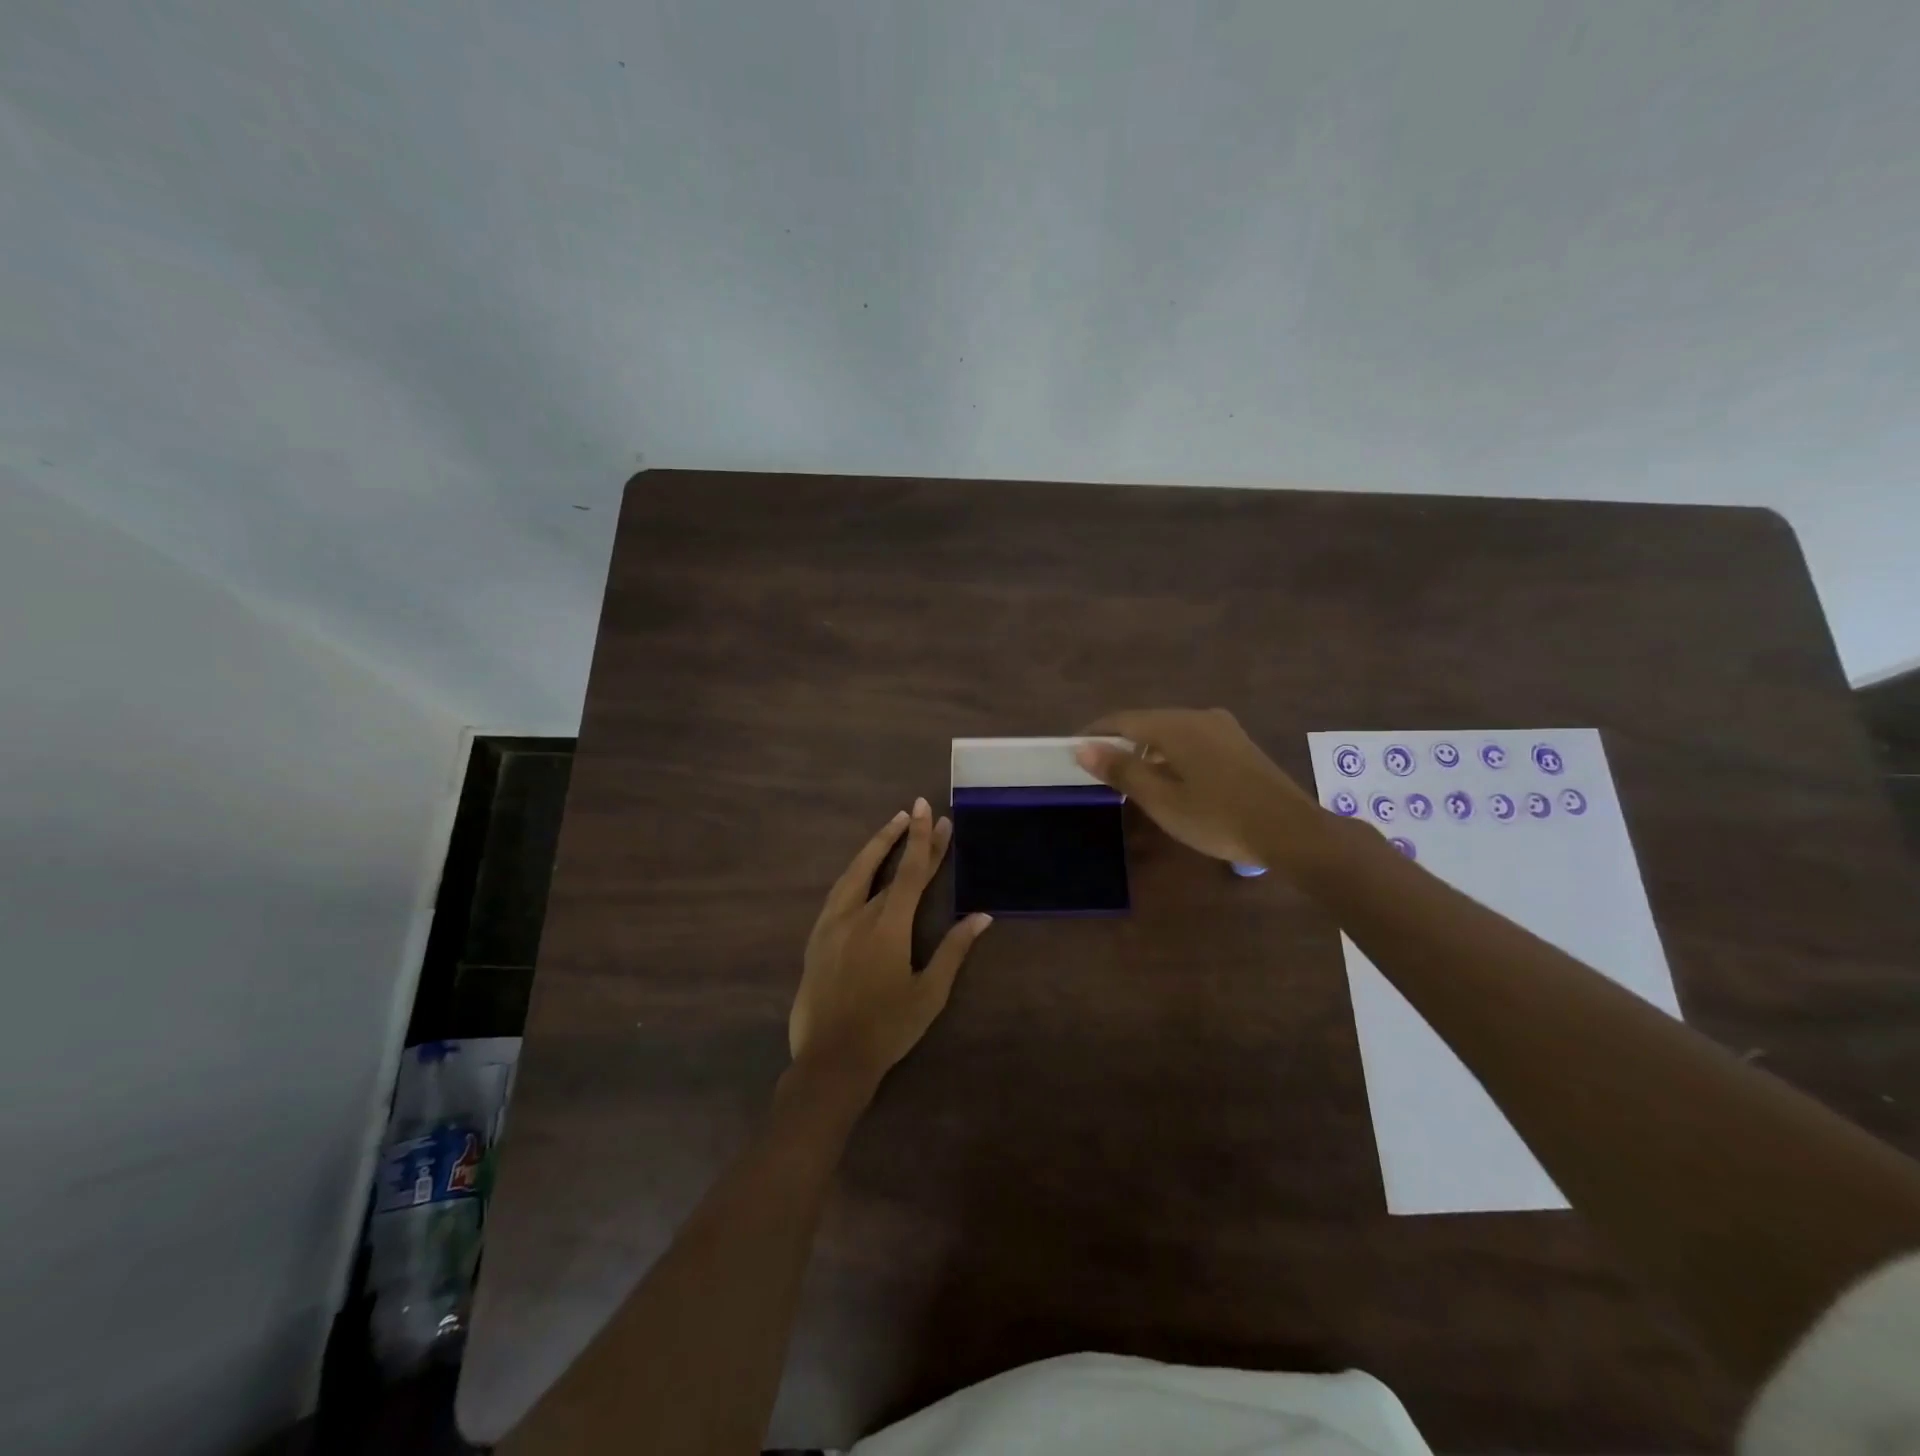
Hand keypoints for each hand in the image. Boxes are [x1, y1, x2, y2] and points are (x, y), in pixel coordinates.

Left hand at [790, 799, 992, 1086]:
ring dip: (875, 846)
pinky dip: (855, 871)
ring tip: (891, 826)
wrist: (831, 1060)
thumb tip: (981, 917)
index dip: (924, 841)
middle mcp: (858, 915)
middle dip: (906, 838)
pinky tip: (860, 870)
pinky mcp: (817, 937)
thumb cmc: (887, 1028)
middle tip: (917, 809)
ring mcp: (832, 924)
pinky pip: (838, 891)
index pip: (912, 872)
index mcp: (888, 926)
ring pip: (855, 872)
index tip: (933, 813)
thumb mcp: (929, 993)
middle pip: (887, 867)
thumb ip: (954, 950)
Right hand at [1074, 708, 1323, 871]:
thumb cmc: (1218, 817)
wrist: (1290, 831)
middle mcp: (1198, 717)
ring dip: (1146, 750)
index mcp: (1176, 725)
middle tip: (1099, 770)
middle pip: (1147, 723)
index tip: (1073, 751)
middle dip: (1120, 742)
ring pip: (1171, 732)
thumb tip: (1084, 748)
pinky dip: (1171, 755)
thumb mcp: (1162, 800)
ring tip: (1131, 779)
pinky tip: (1171, 780)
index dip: (1095, 734)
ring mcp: (1222, 729)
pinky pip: (1191, 740)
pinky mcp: (1238, 744)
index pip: (1122, 720)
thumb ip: (1122, 771)